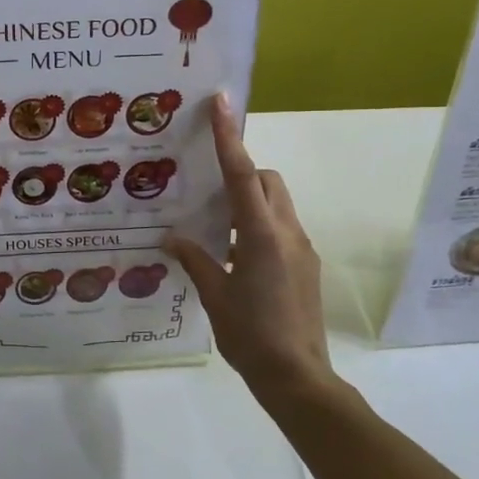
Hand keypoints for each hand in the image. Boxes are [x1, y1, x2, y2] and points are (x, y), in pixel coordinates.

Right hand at [165, 95, 341, 401]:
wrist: (297, 377)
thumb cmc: (251, 335)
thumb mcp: (215, 295)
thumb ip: (195, 259)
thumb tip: (172, 237)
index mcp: (262, 235)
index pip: (243, 174)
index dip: (230, 136)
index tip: (221, 102)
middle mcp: (287, 233)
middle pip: (269, 181)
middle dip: (243, 172)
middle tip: (209, 191)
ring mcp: (302, 249)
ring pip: (277, 204)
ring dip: (250, 203)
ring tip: (218, 229)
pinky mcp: (306, 266)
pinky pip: (281, 229)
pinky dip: (258, 227)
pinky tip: (235, 257)